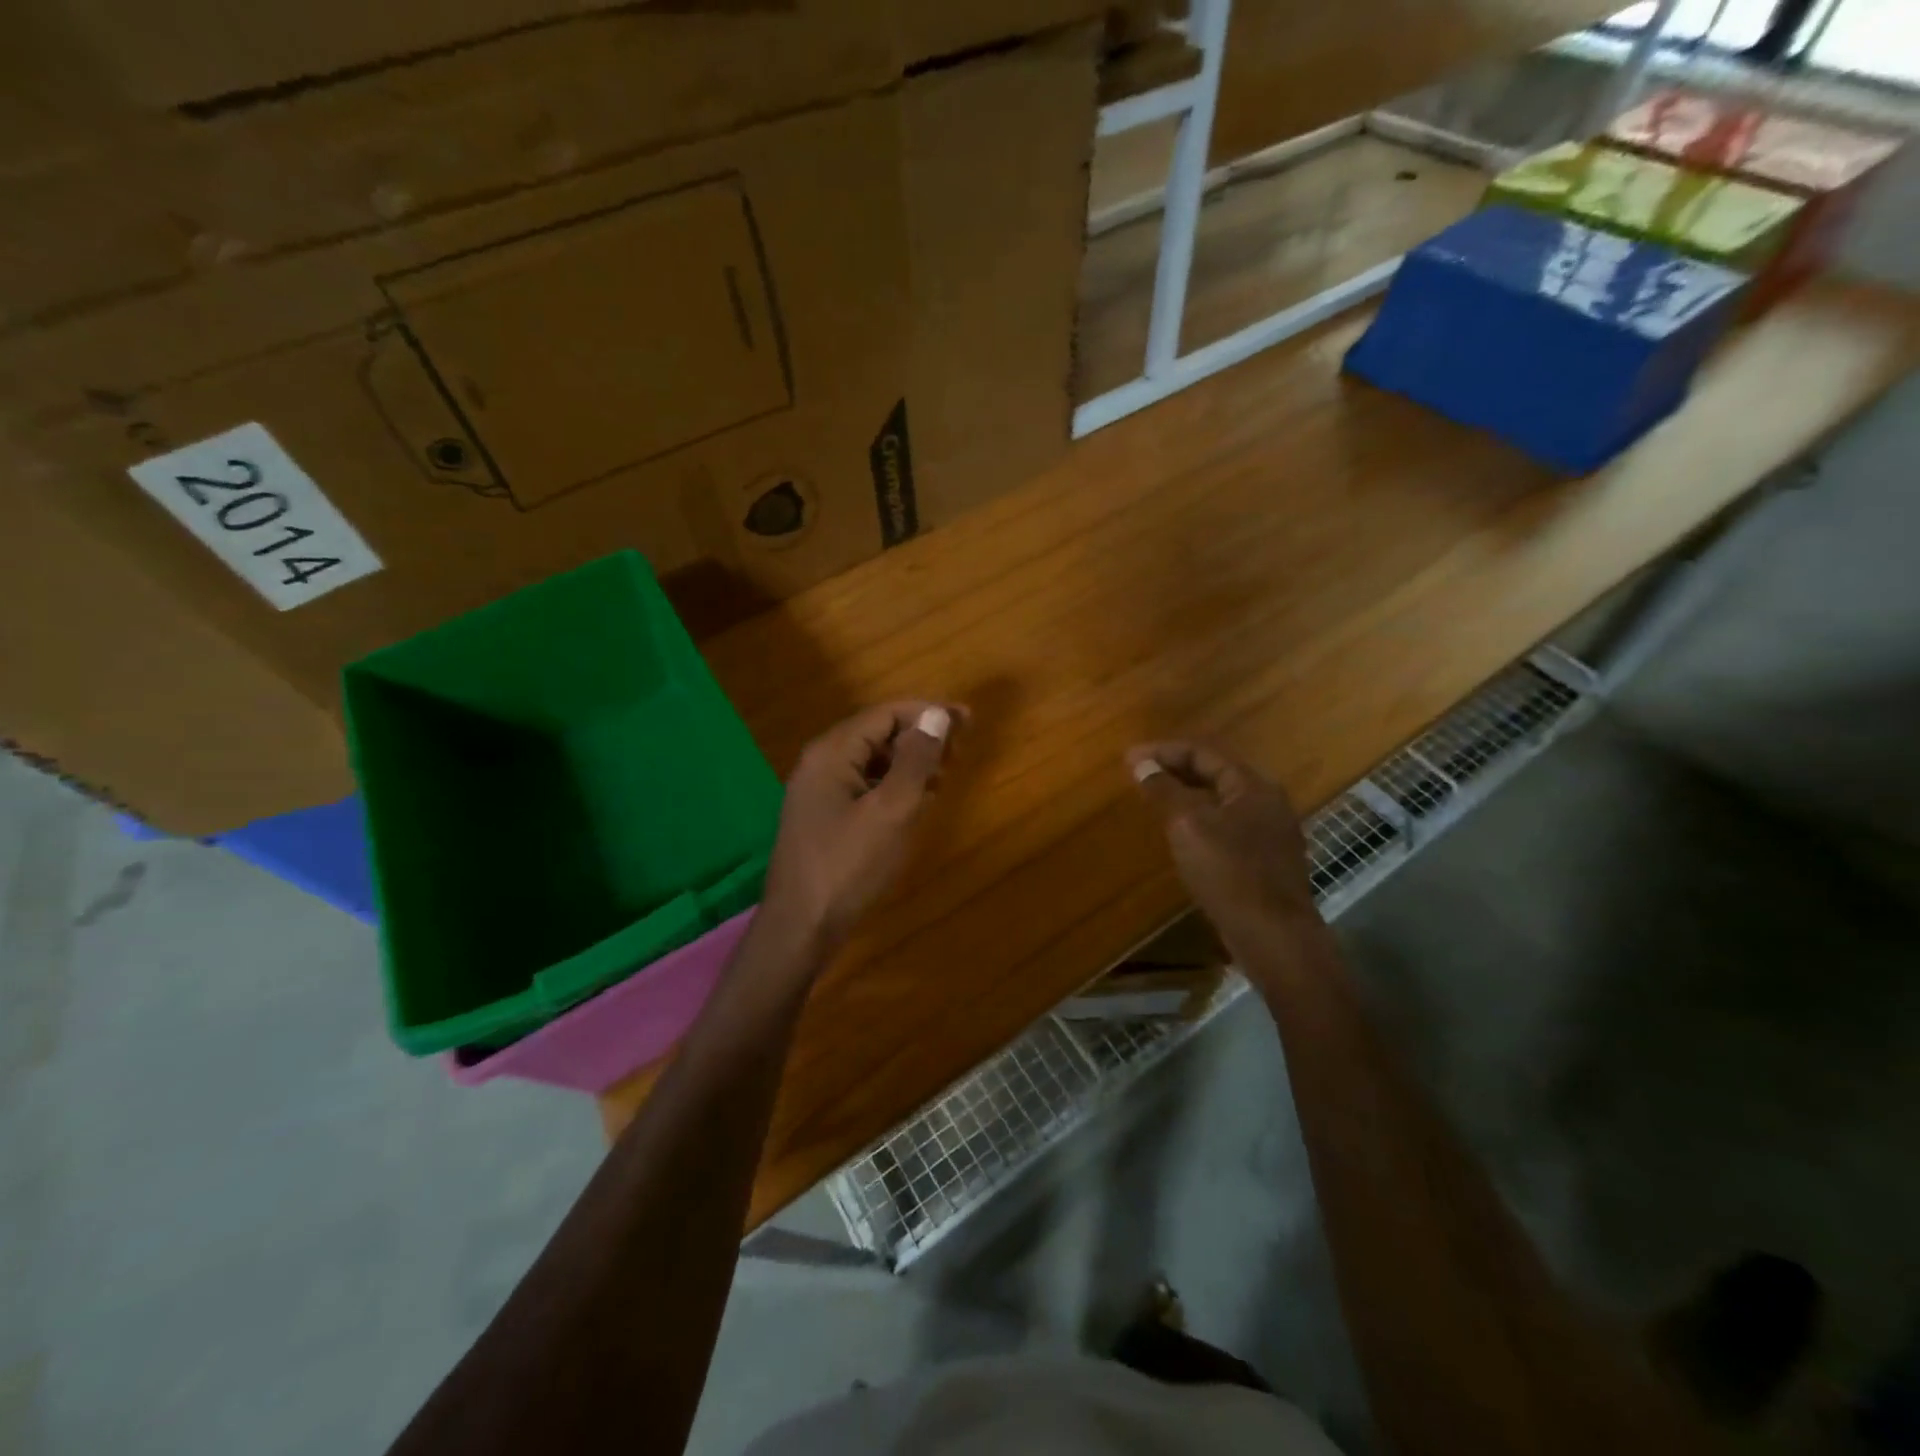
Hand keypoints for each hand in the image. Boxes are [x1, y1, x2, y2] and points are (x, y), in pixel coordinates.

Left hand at [761, 701, 963, 952]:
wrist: (801, 927)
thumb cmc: (849, 866)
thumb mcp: (892, 810)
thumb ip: (915, 760)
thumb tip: (936, 715)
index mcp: (831, 753)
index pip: (885, 714)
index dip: (928, 712)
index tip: (968, 721)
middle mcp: (820, 763)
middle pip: (877, 734)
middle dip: (920, 737)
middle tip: (959, 752)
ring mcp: (818, 791)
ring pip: (872, 762)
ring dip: (909, 762)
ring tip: (944, 776)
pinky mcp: (823, 817)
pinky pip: (864, 786)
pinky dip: (893, 786)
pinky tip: (916, 802)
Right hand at [1126, 741, 1320, 958]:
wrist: (1274, 937)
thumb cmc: (1229, 873)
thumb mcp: (1188, 826)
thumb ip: (1164, 790)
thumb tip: (1140, 763)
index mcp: (1252, 786)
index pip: (1203, 752)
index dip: (1163, 751)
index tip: (1129, 759)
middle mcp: (1267, 802)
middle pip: (1215, 773)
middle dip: (1174, 770)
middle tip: (1138, 775)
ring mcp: (1270, 833)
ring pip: (1221, 802)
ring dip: (1186, 795)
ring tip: (1154, 799)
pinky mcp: (1266, 861)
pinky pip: (1227, 826)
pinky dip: (1200, 820)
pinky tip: (1182, 835)